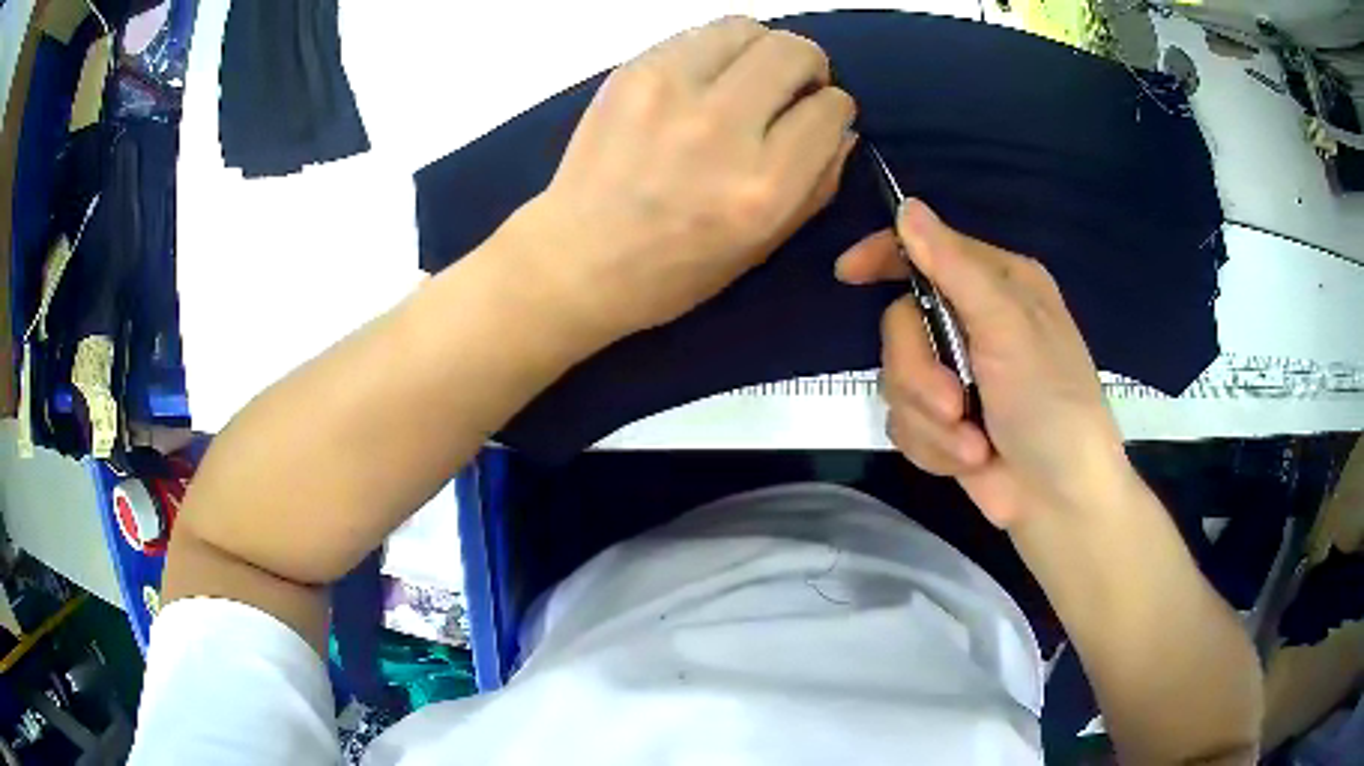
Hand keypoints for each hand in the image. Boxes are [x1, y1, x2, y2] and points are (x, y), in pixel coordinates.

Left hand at [513, 16, 857, 337]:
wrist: (577, 257)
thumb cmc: (675, 269)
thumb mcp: (763, 247)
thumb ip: (818, 184)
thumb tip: (841, 127)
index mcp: (762, 187)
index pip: (830, 109)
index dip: (834, 109)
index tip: (818, 117)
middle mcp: (721, 129)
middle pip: (794, 53)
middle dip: (809, 66)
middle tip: (793, 87)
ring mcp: (670, 92)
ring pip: (747, 28)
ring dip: (762, 48)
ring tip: (749, 77)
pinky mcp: (633, 72)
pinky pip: (697, 34)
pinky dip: (716, 50)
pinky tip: (705, 80)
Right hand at [836, 200, 1131, 528]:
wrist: (1058, 498)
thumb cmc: (1051, 404)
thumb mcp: (1009, 328)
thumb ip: (955, 268)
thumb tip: (908, 207)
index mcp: (996, 286)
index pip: (928, 251)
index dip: (885, 256)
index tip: (848, 274)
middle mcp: (973, 323)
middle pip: (900, 326)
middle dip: (919, 374)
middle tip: (953, 403)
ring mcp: (956, 376)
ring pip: (896, 380)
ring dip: (931, 421)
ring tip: (972, 445)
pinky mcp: (943, 423)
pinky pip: (903, 423)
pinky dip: (933, 447)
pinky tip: (967, 459)